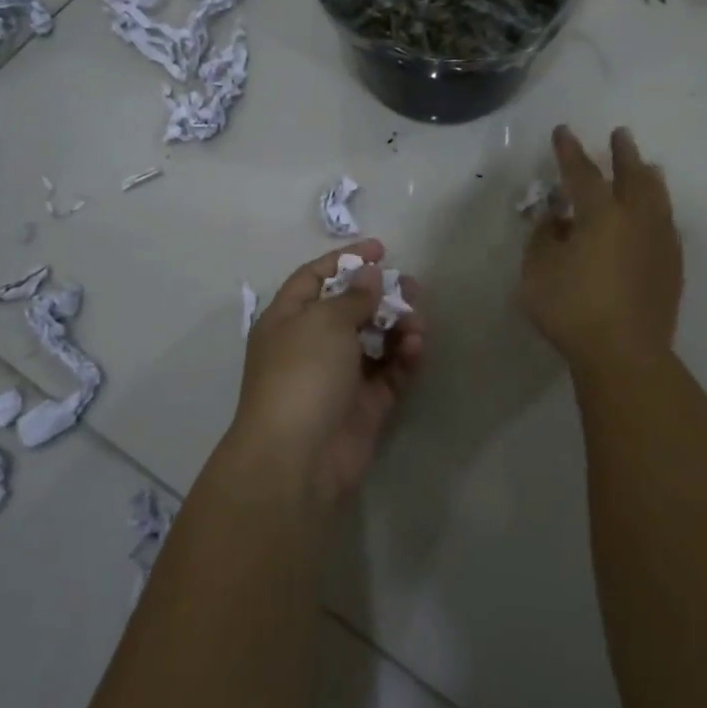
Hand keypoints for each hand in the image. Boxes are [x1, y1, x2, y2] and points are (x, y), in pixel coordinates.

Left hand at [233, 240, 425, 508]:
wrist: (298, 458)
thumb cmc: (302, 373)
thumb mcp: (324, 321)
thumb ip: (353, 296)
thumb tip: (370, 275)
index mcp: (288, 319)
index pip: (316, 277)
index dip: (346, 260)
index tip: (381, 249)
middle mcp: (311, 344)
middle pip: (351, 308)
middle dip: (382, 295)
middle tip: (412, 287)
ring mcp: (339, 376)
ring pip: (375, 340)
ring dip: (399, 326)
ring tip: (418, 322)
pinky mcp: (364, 405)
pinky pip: (389, 372)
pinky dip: (404, 357)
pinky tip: (417, 347)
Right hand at [519, 126, 682, 374]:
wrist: (625, 354)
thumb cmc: (572, 310)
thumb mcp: (537, 272)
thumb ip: (543, 239)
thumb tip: (555, 220)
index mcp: (601, 215)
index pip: (583, 173)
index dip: (570, 152)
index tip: (563, 131)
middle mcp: (635, 220)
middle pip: (632, 177)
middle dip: (624, 154)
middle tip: (621, 135)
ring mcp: (659, 243)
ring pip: (657, 199)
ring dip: (648, 178)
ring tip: (648, 167)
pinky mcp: (672, 268)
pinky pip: (667, 225)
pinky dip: (659, 210)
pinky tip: (657, 216)